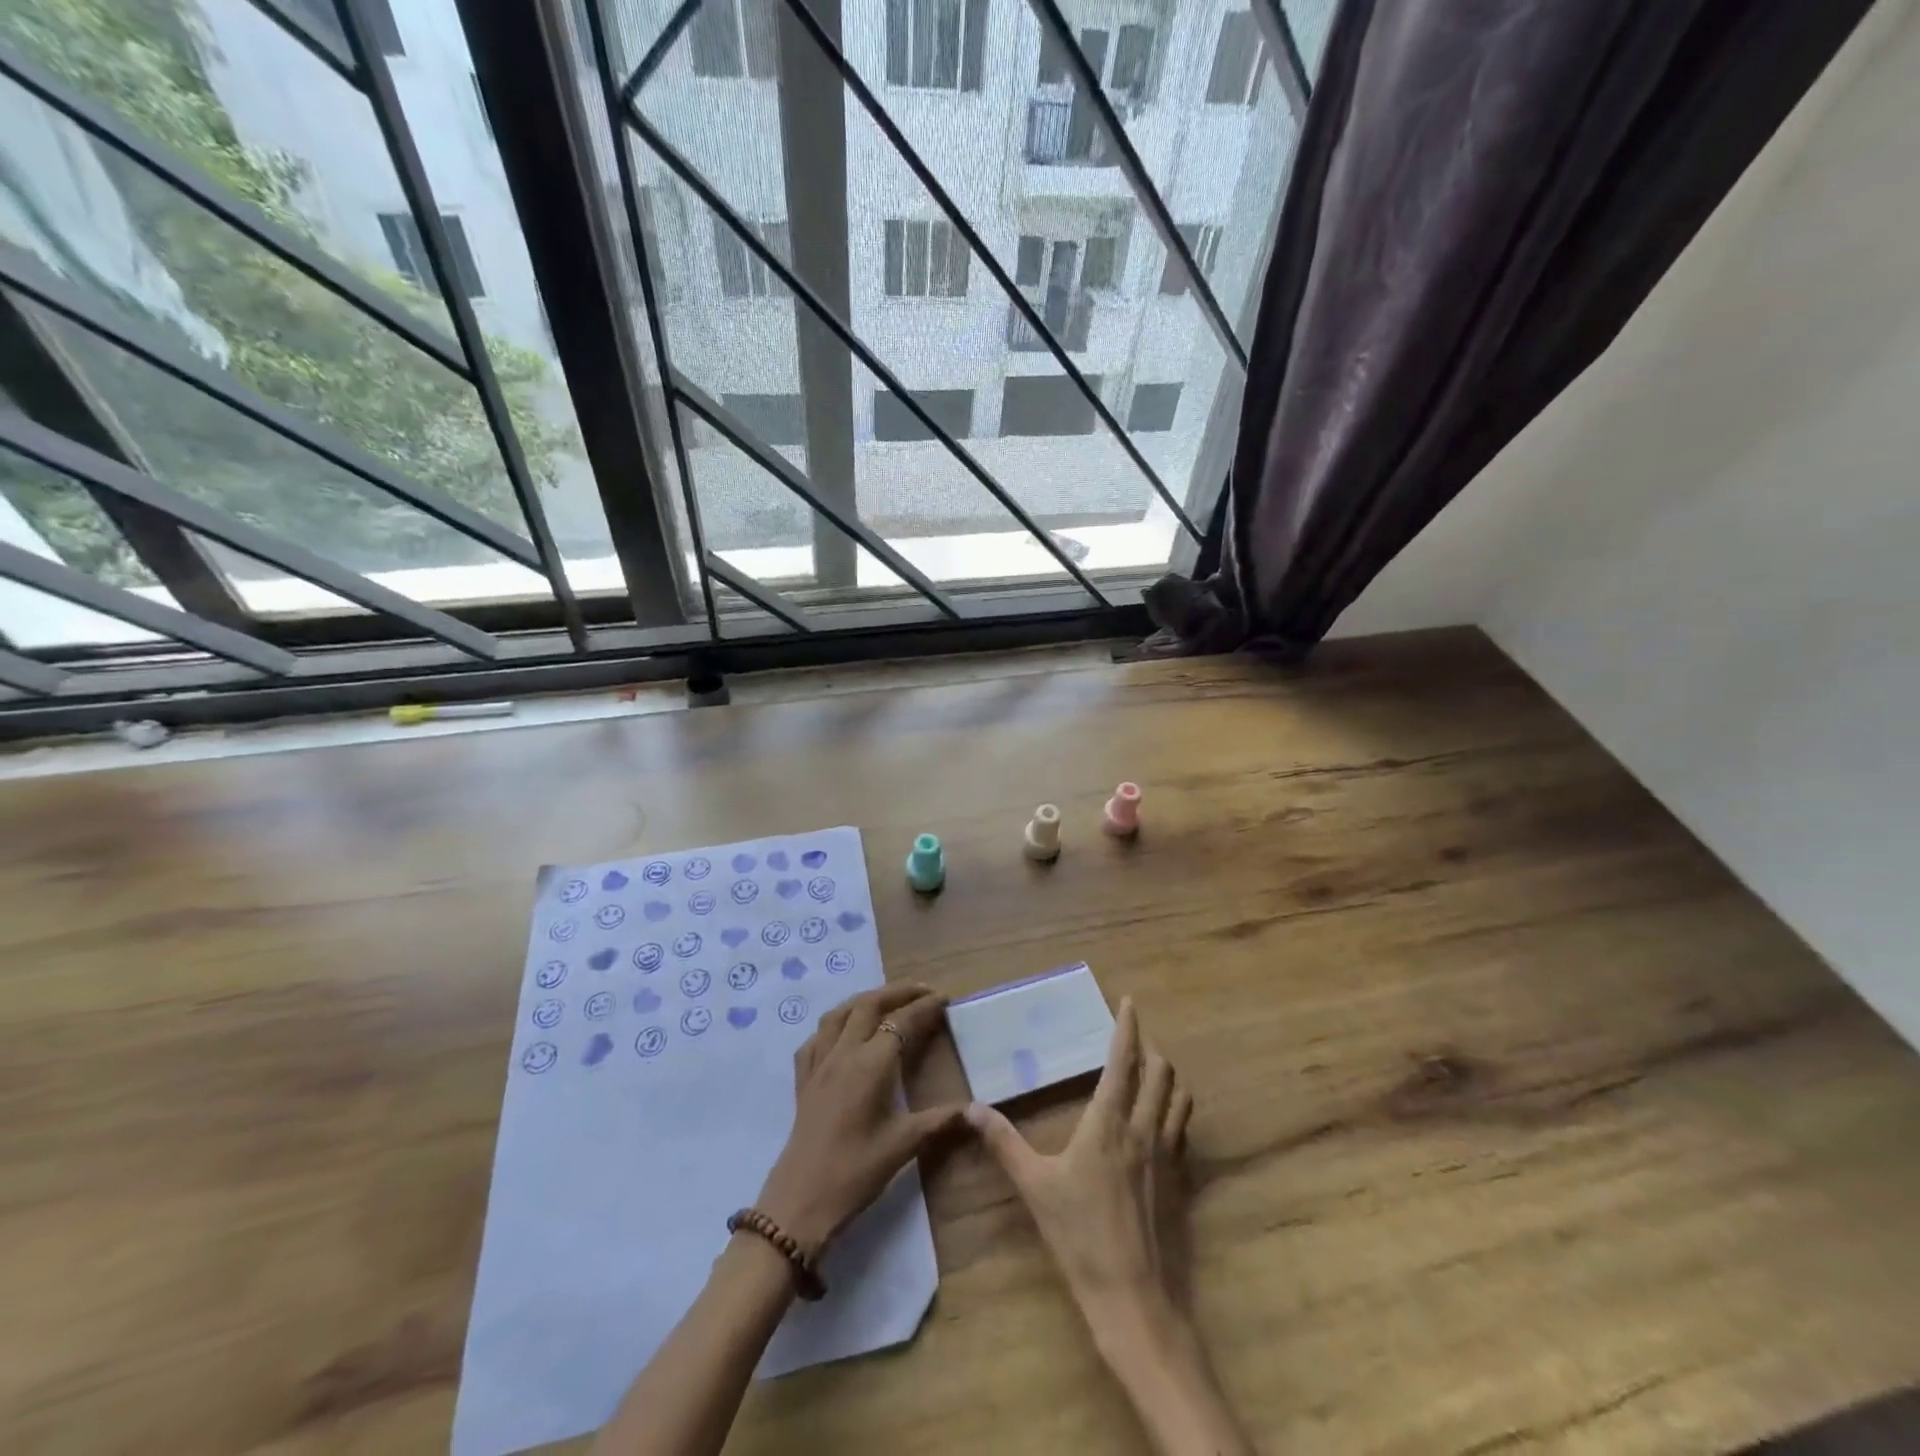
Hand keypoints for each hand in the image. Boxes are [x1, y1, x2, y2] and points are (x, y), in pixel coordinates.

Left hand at [755, 983, 964, 1254]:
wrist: (801, 1201)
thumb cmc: (857, 1171)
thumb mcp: (904, 1145)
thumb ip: (940, 1120)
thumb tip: (974, 1109)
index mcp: (872, 1063)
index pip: (902, 1021)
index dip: (925, 1007)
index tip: (944, 998)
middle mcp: (844, 1052)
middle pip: (869, 1004)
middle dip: (897, 991)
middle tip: (922, 991)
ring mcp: (819, 1063)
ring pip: (839, 1013)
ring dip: (865, 1000)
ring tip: (886, 1001)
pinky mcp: (802, 1079)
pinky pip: (817, 1037)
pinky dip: (834, 1025)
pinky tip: (843, 1035)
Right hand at [967, 998, 1193, 1321]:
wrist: (1132, 1297)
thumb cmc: (1079, 1235)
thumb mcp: (1033, 1185)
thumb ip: (1003, 1142)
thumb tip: (971, 1108)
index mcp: (1109, 1122)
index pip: (1123, 1061)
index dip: (1127, 1027)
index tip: (1130, 1002)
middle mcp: (1144, 1129)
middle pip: (1161, 1073)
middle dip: (1150, 1048)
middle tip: (1134, 1039)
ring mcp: (1167, 1156)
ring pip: (1179, 1099)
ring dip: (1167, 1077)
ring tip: (1151, 1072)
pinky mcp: (1179, 1182)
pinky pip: (1183, 1130)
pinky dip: (1174, 1111)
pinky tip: (1159, 1122)